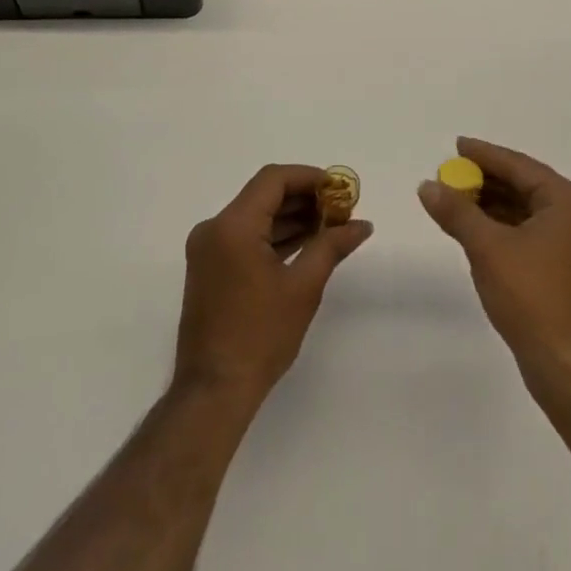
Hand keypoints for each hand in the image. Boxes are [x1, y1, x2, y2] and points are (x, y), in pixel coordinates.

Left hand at [174, 164, 372, 403]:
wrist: (214, 392)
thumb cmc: (260, 336)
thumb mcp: (303, 287)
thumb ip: (332, 246)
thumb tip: (362, 225)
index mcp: (233, 225)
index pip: (273, 179)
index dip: (309, 177)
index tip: (339, 189)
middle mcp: (214, 228)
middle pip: (263, 195)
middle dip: (303, 198)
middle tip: (340, 210)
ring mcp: (208, 249)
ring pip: (255, 216)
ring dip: (290, 217)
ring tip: (329, 226)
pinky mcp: (209, 268)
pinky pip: (245, 237)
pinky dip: (273, 236)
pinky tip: (305, 244)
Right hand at [418, 137, 570, 387]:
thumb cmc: (533, 297)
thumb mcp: (487, 248)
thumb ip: (457, 212)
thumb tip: (427, 185)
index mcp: (569, 201)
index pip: (519, 166)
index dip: (484, 155)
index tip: (456, 145)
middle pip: (525, 186)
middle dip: (486, 181)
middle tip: (450, 174)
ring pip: (528, 212)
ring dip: (493, 206)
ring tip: (456, 200)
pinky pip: (532, 234)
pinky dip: (505, 228)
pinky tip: (477, 231)